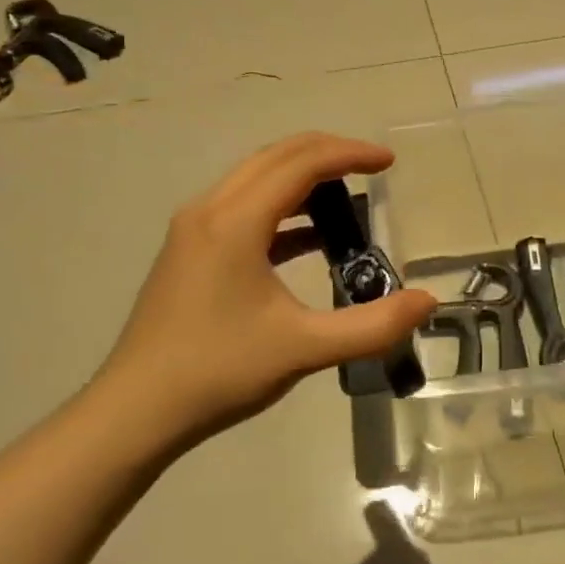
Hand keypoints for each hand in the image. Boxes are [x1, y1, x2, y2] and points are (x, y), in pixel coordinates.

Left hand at [99, 133, 435, 445]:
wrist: (136, 411)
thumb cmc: (219, 372)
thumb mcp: (304, 349)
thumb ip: (372, 326)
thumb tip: (429, 302)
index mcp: (235, 220)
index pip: (301, 163)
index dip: (349, 154)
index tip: (389, 162)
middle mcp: (210, 209)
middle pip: (276, 156)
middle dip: (327, 153)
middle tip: (372, 166)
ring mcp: (193, 229)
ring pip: (255, 178)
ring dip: (302, 177)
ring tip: (347, 195)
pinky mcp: (188, 250)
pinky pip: (242, 206)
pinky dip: (280, 207)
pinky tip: (308, 237)